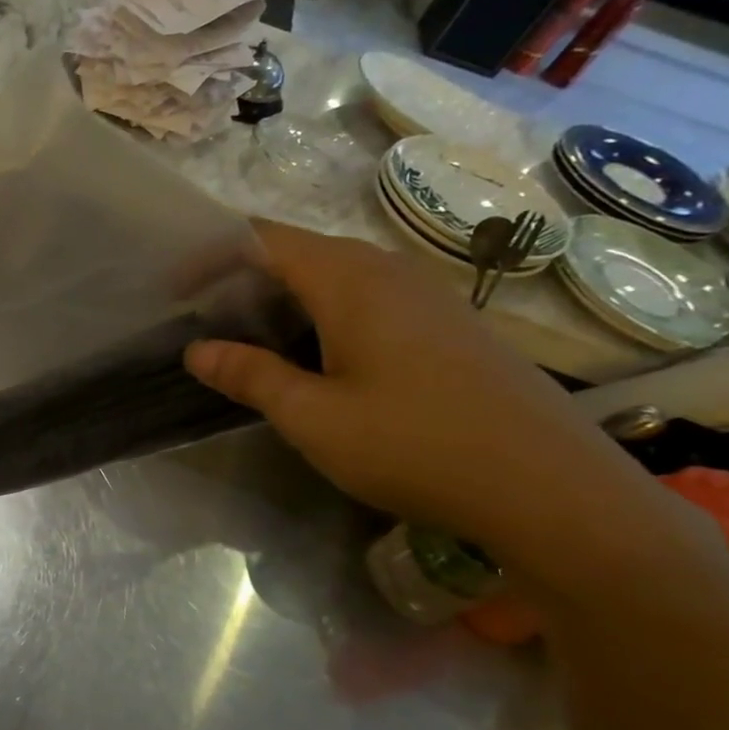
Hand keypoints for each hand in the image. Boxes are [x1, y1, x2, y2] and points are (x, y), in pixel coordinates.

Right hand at [183, 221, 713, 587]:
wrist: (552, 489)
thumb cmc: (416, 445)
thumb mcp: (313, 417)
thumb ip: (250, 376)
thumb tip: (197, 350)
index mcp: (351, 281)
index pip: (267, 239)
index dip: (214, 253)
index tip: (176, 286)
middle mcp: (390, 272)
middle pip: (302, 251)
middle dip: (245, 274)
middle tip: (204, 312)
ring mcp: (428, 297)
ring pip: (339, 275)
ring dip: (287, 294)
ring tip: (249, 332)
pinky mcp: (450, 326)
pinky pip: (371, 298)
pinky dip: (326, 311)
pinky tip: (319, 355)